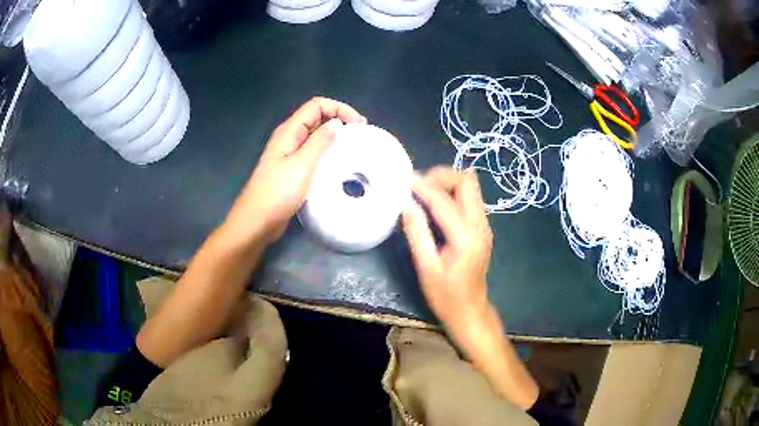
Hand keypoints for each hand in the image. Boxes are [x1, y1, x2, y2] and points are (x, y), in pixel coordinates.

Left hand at [222, 97, 365, 246]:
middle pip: (316, 117)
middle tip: (359, 135)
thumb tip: (337, 123)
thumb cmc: (278, 192)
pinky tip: (336, 163)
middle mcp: (289, 137)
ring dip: (334, 136)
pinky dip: (326, 151)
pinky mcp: (291, 168)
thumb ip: (320, 141)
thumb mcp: (302, 164)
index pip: (317, 105)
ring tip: (352, 147)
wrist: (257, 221)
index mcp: (289, 131)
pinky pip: (311, 151)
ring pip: (314, 135)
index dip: (339, 108)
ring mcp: (288, 153)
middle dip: (339, 119)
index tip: (358, 124)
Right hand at [402, 166, 491, 325]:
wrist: (470, 311)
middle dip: (442, 176)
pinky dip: (453, 193)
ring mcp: (485, 226)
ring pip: (471, 187)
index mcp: (466, 237)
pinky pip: (470, 199)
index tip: (404, 179)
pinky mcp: (483, 228)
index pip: (444, 200)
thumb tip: (406, 202)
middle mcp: (480, 225)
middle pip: (467, 181)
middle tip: (418, 185)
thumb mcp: (426, 267)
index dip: (423, 186)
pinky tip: (436, 204)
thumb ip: (416, 232)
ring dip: (448, 183)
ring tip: (424, 192)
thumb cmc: (445, 295)